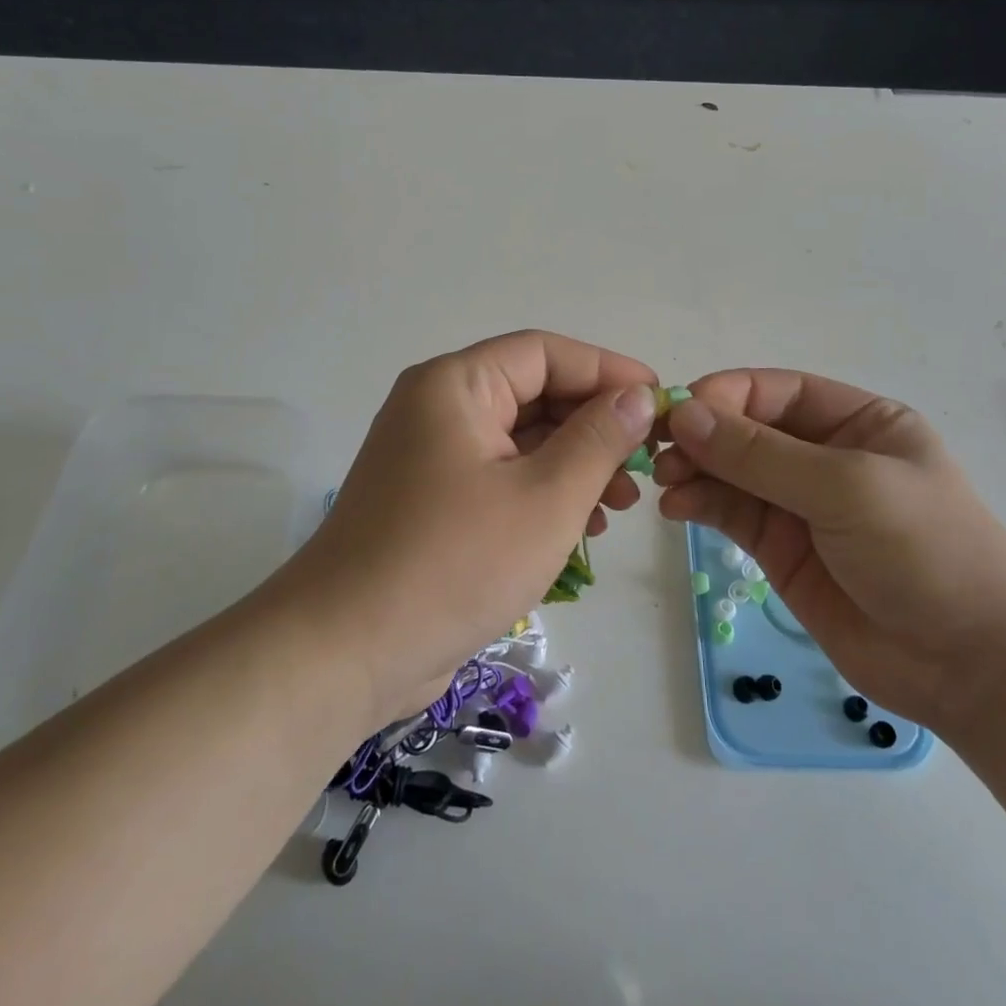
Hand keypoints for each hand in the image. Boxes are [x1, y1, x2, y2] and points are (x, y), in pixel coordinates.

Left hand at [266, 330, 658, 729]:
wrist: (346, 652)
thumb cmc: (455, 562)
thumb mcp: (546, 497)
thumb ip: (599, 439)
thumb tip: (638, 397)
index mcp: (455, 385)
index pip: (544, 353)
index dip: (607, 370)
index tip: (659, 401)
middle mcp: (438, 408)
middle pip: (533, 394)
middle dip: (594, 426)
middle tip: (646, 463)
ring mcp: (431, 457)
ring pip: (521, 440)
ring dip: (575, 463)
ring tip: (623, 503)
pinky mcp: (432, 502)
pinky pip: (501, 477)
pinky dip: (544, 492)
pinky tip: (583, 526)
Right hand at [654, 370, 1005, 738]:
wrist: (972, 666)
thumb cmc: (926, 552)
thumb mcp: (847, 488)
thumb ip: (761, 454)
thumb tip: (684, 414)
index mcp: (859, 422)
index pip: (778, 391)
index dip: (727, 395)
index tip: (680, 411)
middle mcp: (826, 456)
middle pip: (748, 430)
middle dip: (703, 436)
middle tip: (659, 451)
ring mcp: (801, 505)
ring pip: (732, 472)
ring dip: (694, 470)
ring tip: (664, 483)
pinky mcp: (781, 550)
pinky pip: (731, 513)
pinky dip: (700, 505)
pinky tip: (676, 508)